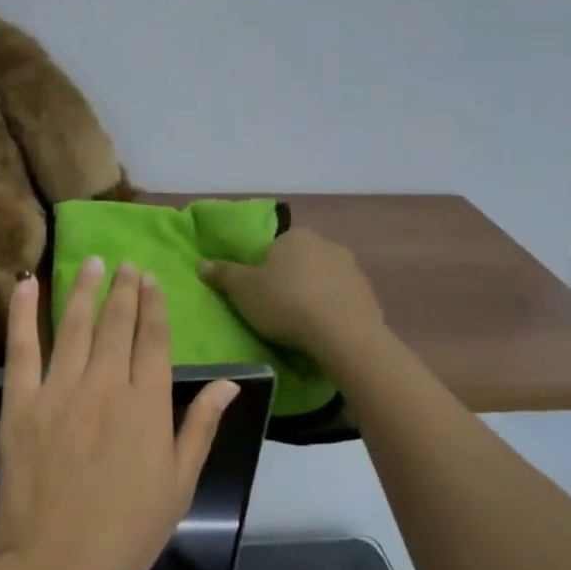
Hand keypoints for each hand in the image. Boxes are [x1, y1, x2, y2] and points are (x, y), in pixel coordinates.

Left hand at [0, 259, 238, 569]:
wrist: (55, 564)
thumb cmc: (125, 532)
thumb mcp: (179, 486)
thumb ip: (201, 427)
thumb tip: (230, 383)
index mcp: (147, 405)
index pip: (154, 340)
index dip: (154, 305)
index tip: (152, 279)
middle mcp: (105, 385)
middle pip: (116, 324)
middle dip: (123, 289)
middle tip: (125, 263)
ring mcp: (58, 390)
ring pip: (73, 325)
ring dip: (83, 289)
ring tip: (90, 262)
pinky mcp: (19, 403)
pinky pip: (21, 348)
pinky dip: (22, 314)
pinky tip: (26, 286)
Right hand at [199, 228, 385, 360]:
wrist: (342, 333)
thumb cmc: (284, 303)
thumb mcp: (242, 289)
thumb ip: (222, 274)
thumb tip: (201, 263)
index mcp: (295, 236)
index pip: (273, 248)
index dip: (262, 270)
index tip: (257, 294)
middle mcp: (327, 244)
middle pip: (300, 262)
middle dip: (289, 282)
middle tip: (275, 311)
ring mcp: (352, 270)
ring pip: (323, 281)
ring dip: (312, 296)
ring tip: (299, 326)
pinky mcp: (369, 296)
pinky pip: (342, 301)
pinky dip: (332, 312)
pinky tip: (322, 333)